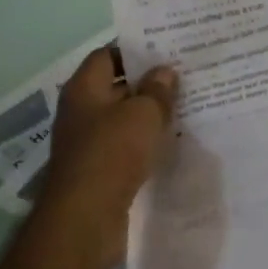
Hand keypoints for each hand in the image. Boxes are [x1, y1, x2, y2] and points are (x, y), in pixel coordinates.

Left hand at [37, 49, 177, 267]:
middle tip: (185, 78)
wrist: (86, 218)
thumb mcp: (143, 114)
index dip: (135, 50)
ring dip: (149, 115)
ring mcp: (88, 143)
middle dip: (148, 83)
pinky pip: (125, 146)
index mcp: (84, 89)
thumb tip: (164, 71)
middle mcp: (81, 111)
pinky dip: (145, 142)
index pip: (107, 55)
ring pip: (123, 119)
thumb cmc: (112, 153)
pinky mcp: (99, 170)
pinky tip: (171, 142)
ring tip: (186, 107)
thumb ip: (157, 90)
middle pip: (116, 87)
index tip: (167, 51)